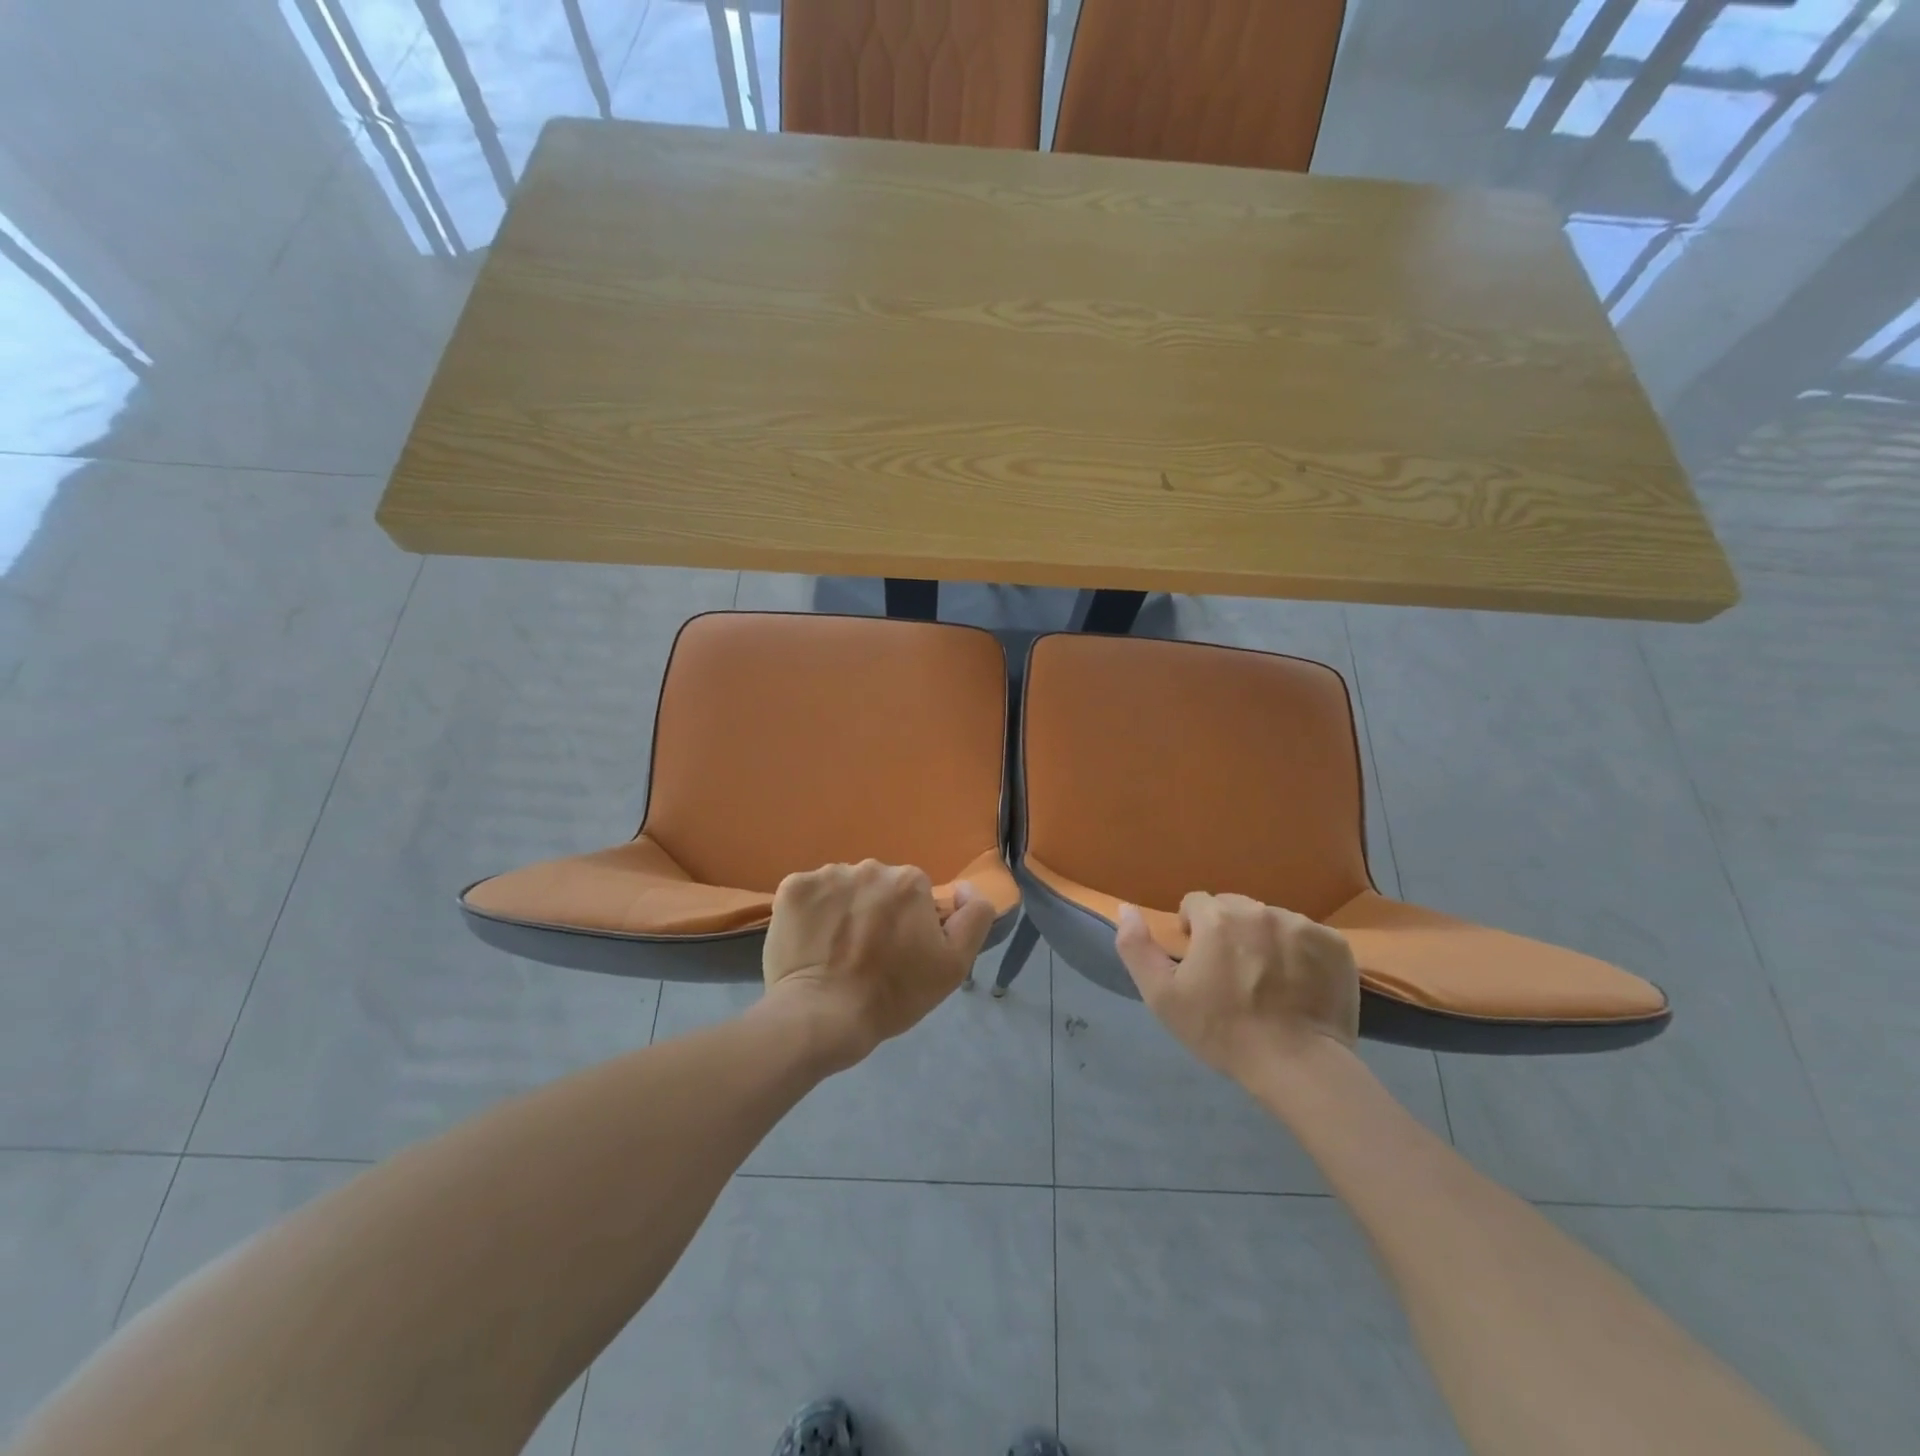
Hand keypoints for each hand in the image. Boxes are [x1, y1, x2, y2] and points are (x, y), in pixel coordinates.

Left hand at [760, 860, 997, 1070]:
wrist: (823, 1017)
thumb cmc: (893, 994)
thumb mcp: (954, 965)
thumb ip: (973, 917)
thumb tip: (963, 887)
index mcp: (910, 881)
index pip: (913, 895)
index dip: (907, 923)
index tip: (896, 952)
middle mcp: (871, 867)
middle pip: (877, 886)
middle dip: (874, 911)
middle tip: (865, 954)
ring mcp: (828, 875)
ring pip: (843, 888)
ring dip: (842, 910)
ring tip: (834, 951)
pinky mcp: (793, 887)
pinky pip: (809, 893)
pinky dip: (810, 913)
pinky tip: (810, 942)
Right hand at [1115, 892, 1359, 1082]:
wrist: (1296, 1065)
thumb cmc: (1221, 1031)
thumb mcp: (1161, 996)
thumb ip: (1136, 946)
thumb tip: (1126, 908)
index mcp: (1217, 916)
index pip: (1195, 904)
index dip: (1193, 932)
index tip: (1200, 964)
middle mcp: (1259, 910)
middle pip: (1234, 907)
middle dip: (1228, 931)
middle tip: (1232, 973)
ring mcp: (1302, 925)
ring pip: (1271, 920)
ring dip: (1264, 939)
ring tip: (1268, 980)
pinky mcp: (1336, 944)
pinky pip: (1308, 936)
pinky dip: (1301, 953)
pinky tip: (1299, 984)